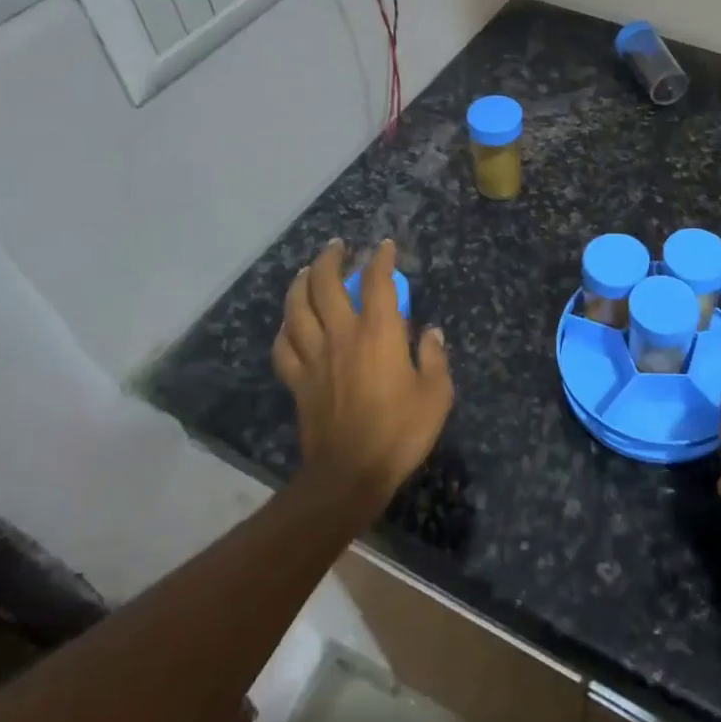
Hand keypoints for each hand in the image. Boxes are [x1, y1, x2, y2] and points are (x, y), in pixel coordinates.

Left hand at [272, 239, 452, 507]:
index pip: (377, 282)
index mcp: (379, 334)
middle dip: (331, 259)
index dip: (381, 259)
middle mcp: (342, 336)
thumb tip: (432, 333)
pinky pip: (284, 346)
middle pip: (326, 285)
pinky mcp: (297, 381)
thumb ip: (435, 358)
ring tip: (308, 271)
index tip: (384, 246)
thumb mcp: (436, 395)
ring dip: (301, 284)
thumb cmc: (400, 432)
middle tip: (338, 247)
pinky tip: (290, 323)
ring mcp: (314, 358)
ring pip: (297, 309)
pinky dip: (285, 329)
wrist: (350, 474)